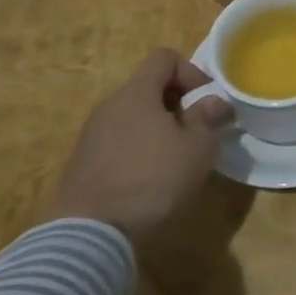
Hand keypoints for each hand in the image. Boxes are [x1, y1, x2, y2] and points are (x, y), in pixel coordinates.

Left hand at [45, 49, 233, 244]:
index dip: (191, 72)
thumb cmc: (151, 180)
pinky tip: (149, 182)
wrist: (88, 236)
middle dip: (177, 105)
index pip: (164, 58)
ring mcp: (90, 137)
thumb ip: (207, 118)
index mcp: (136, 93)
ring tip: (175, 161)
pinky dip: (137, 152)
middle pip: (148, 88)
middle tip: (196, 134)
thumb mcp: (197, 149)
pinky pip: (118, 144)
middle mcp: (109, 106)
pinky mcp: (82, 166)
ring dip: (157, 131)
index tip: (205, 102)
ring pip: (133, 118)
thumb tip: (213, 101)